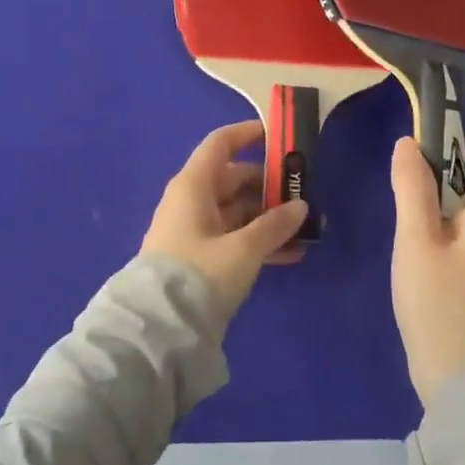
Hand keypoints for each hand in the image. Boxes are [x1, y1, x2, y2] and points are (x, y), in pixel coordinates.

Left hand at [142, 121, 309, 325]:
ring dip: (269, 219)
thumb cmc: (199, 274)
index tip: (278, 136)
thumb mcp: (243, 250)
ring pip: (238, 212)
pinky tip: (291, 256)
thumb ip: (274, 226)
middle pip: (235, 179)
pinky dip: (259, 242)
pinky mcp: (199, 258)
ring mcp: (195, 230)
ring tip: (306, 230)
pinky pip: (234, 238)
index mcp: (194, 185)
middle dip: (270, 186)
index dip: (248, 134)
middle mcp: (192, 200)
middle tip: (305, 193)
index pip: (221, 144)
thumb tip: (300, 206)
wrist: (158, 330)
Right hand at [388, 136, 464, 406]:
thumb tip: (410, 144)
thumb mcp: (415, 239)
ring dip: (451, 204)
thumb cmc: (440, 303)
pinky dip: (454, 230)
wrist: (462, 382)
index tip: (452, 158)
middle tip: (419, 191)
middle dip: (458, 174)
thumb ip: (412, 187)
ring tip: (416, 224)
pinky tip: (425, 254)